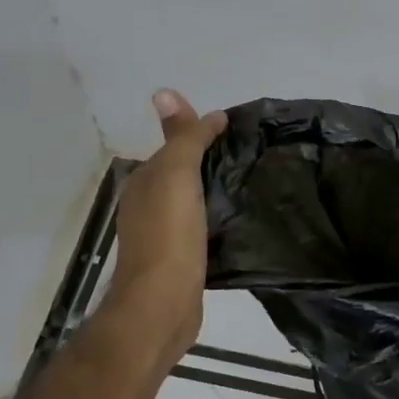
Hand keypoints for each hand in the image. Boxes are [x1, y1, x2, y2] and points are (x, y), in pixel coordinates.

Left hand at [96, 90, 226, 371]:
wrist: (162, 305)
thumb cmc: (168, 234)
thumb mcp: (175, 174)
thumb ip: (181, 137)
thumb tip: (171, 94)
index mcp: (144, 182)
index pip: (174, 146)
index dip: (201, 133)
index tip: (239, 129)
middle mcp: (148, 205)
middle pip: (184, 172)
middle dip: (212, 160)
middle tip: (254, 154)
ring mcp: (164, 234)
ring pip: (194, 200)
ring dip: (217, 189)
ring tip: (254, 182)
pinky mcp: (183, 259)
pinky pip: (203, 226)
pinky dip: (219, 217)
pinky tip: (240, 218)